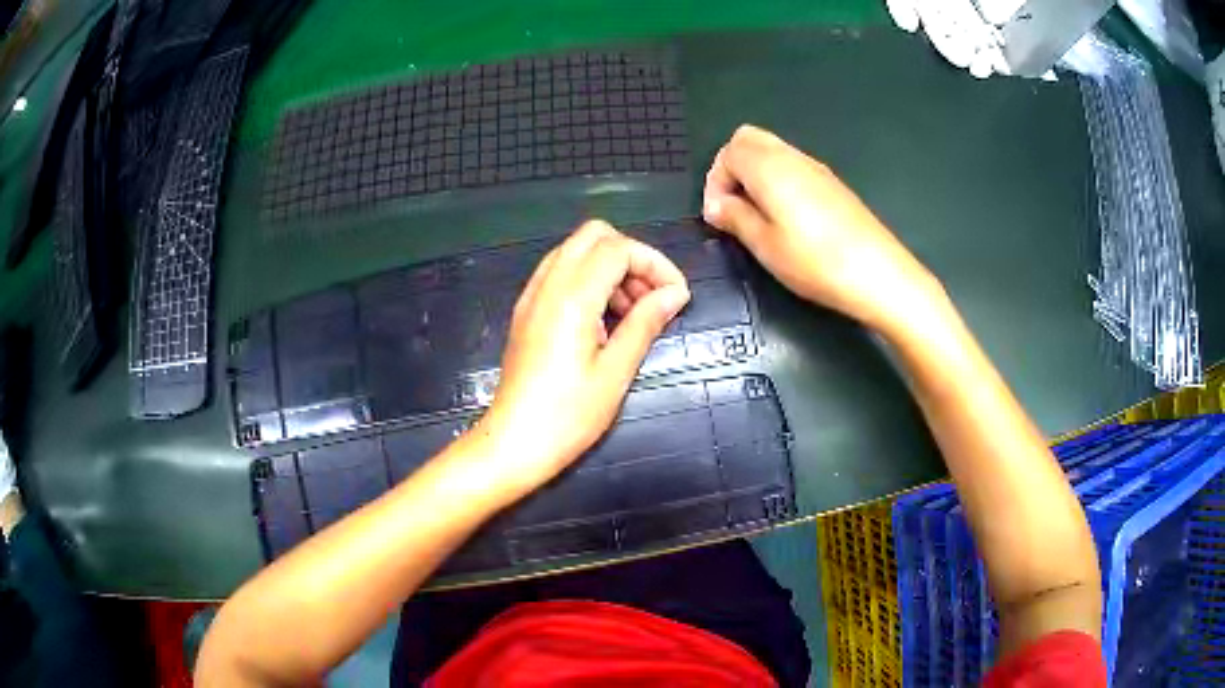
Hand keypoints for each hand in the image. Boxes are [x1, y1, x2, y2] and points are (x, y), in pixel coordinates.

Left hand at [473, 221, 690, 494]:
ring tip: (633, 313)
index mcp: (571, 298)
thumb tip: (676, 293)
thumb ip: (645, 323)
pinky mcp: (526, 310)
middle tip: (652, 296)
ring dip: (610, 266)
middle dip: (632, 256)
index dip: (655, 264)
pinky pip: (561, 272)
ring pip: (576, 250)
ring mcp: (532, 295)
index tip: (677, 295)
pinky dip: (588, 279)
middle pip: (594, 235)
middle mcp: (547, 285)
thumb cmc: (568, 416)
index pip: (618, 249)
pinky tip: (603, 320)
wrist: (514, 442)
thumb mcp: (615, 372)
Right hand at [703, 125, 942, 337]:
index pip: (728, 152)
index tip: (718, 216)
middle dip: (732, 167)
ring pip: (772, 151)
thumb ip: (735, 217)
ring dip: (755, 174)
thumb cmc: (815, 262)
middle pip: (749, 139)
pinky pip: (793, 166)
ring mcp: (816, 168)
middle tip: (732, 206)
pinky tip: (786, 217)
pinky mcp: (832, 184)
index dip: (715, 181)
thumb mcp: (764, 245)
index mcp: (769, 167)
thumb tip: (717, 205)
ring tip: (757, 216)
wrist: (878, 273)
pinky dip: (777, 180)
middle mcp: (792, 157)